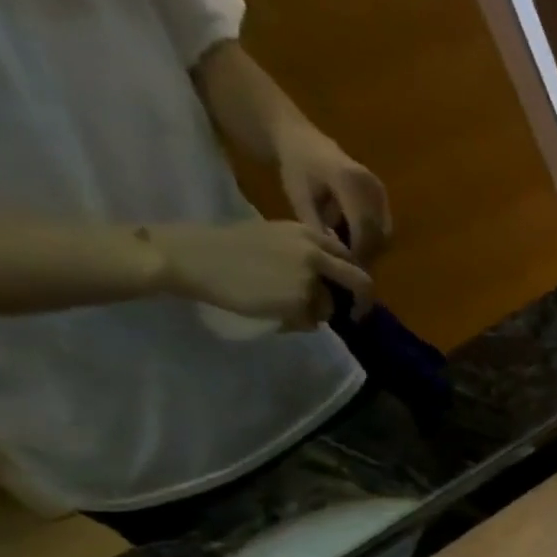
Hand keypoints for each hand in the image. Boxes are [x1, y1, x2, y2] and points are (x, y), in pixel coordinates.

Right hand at [146, 220, 370, 329]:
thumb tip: (332, 276)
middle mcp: (315, 253)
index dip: (353, 277)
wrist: (193, 257)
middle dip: (363, 303)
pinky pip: (311, 322)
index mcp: (308, 233)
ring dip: (313, 314)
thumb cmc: (227, 248)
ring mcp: (310, 278)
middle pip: (360, 282)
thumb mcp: (273, 237)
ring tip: (281, 308)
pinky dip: (297, 323)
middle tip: (356, 315)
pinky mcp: (300, 300)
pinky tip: (272, 313)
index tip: (350, 292)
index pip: (348, 257)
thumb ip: (305, 252)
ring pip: (330, 308)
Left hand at [274, 124, 390, 272]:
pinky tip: (355, 240)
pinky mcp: (384, 196)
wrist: (303, 141)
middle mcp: (372, 185)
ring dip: (371, 247)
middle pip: (379, 233)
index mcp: (349, 181)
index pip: (363, 227)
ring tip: (350, 252)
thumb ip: (316, 226)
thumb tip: (335, 256)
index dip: (358, 251)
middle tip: (350, 267)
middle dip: (367, 253)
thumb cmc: (296, 168)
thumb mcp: (298, 197)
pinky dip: (373, 238)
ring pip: (385, 233)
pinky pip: (384, 227)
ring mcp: (381, 190)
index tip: (347, 268)